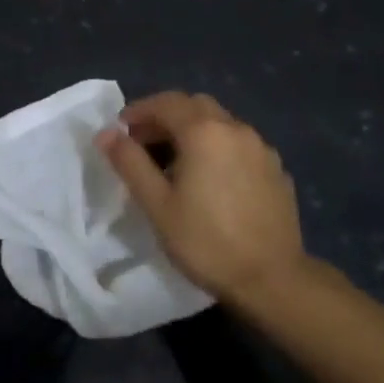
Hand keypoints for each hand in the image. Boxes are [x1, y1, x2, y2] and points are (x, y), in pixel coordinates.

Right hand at [97, 91, 326, 305]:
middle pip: (195, 106)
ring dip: (193, 131)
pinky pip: (239, 145)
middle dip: (166, 117)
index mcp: (205, 131)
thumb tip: (107, 133)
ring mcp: (261, 148)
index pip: (166, 102)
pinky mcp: (276, 170)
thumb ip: (130, 162)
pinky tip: (211, 180)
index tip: (121, 131)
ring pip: (220, 124)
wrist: (272, 280)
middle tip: (144, 144)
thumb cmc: (205, 241)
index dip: (139, 111)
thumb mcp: (157, 204)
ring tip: (175, 164)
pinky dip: (218, 148)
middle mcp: (236, 129)